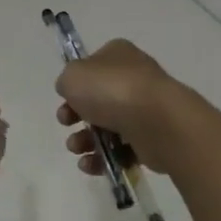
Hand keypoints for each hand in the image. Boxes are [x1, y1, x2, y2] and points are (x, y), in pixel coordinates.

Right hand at [55, 39, 186, 173]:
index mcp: (118, 56)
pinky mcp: (150, 139)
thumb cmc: (112, 90)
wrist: (156, 121)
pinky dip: (103, 159)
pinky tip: (90, 164)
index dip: (75, 85)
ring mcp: (144, 110)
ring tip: (78, 148)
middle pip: (96, 101)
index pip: (92, 68)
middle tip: (67, 123)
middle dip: (75, 117)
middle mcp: (133, 79)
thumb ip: (67, 81)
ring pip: (106, 128)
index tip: (64, 99)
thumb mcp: (73, 75)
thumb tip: (73, 92)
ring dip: (84, 141)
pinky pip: (120, 151)